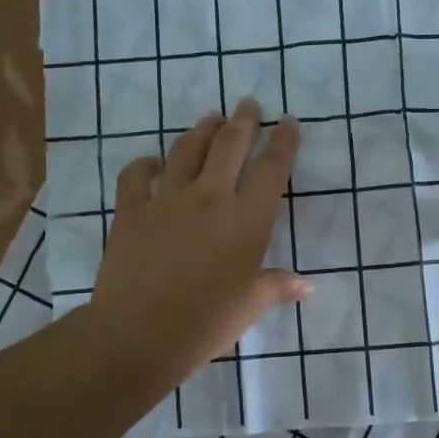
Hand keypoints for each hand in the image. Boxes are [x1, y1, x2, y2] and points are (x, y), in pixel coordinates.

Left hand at [86, 97, 305, 385]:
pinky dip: (146, 163)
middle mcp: (210, 197)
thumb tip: (307, 285)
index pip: (272, 169)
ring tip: (212, 118)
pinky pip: (137, 175)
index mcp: (247, 220)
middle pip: (230, 145)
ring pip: (187, 150)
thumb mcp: (249, 305)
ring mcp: (167, 199)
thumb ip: (277, 286)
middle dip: (244, 120)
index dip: (283, 142)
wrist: (139, 334)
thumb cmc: (206, 323)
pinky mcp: (131, 210)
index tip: (288, 123)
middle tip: (249, 103)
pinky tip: (153, 162)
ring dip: (202, 129)